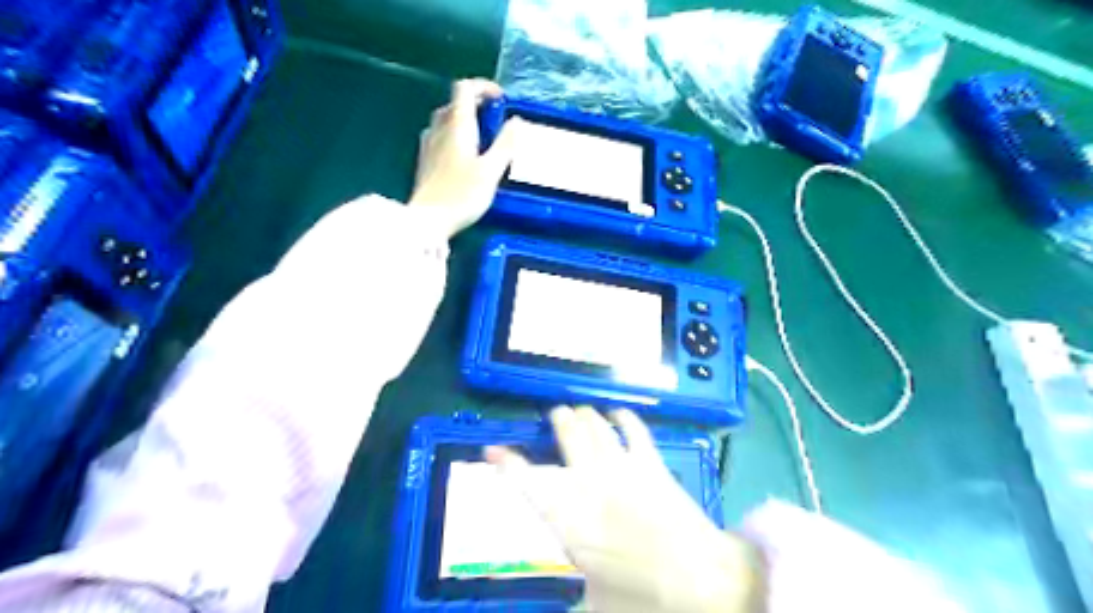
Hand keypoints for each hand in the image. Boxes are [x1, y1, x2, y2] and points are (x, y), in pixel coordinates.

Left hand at [416, 79, 523, 237]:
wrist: (428, 220)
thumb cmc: (462, 195)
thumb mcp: (491, 171)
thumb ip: (505, 144)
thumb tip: (516, 122)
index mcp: (457, 126)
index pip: (465, 89)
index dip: (484, 87)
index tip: (501, 100)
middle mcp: (440, 129)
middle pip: (455, 103)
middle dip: (477, 105)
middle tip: (496, 122)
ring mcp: (429, 144)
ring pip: (446, 120)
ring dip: (465, 121)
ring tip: (484, 140)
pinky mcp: (425, 161)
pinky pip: (441, 137)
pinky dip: (456, 136)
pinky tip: (465, 157)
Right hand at [488, 407, 767, 611]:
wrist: (702, 579)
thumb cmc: (643, 597)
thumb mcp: (595, 605)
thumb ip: (572, 601)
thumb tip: (556, 607)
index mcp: (568, 517)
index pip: (527, 480)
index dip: (506, 462)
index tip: (492, 450)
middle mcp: (590, 482)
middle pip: (566, 433)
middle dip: (557, 420)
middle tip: (554, 418)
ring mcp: (622, 467)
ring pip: (594, 424)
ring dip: (584, 414)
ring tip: (577, 412)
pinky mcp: (650, 462)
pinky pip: (633, 428)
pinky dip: (622, 417)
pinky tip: (616, 414)